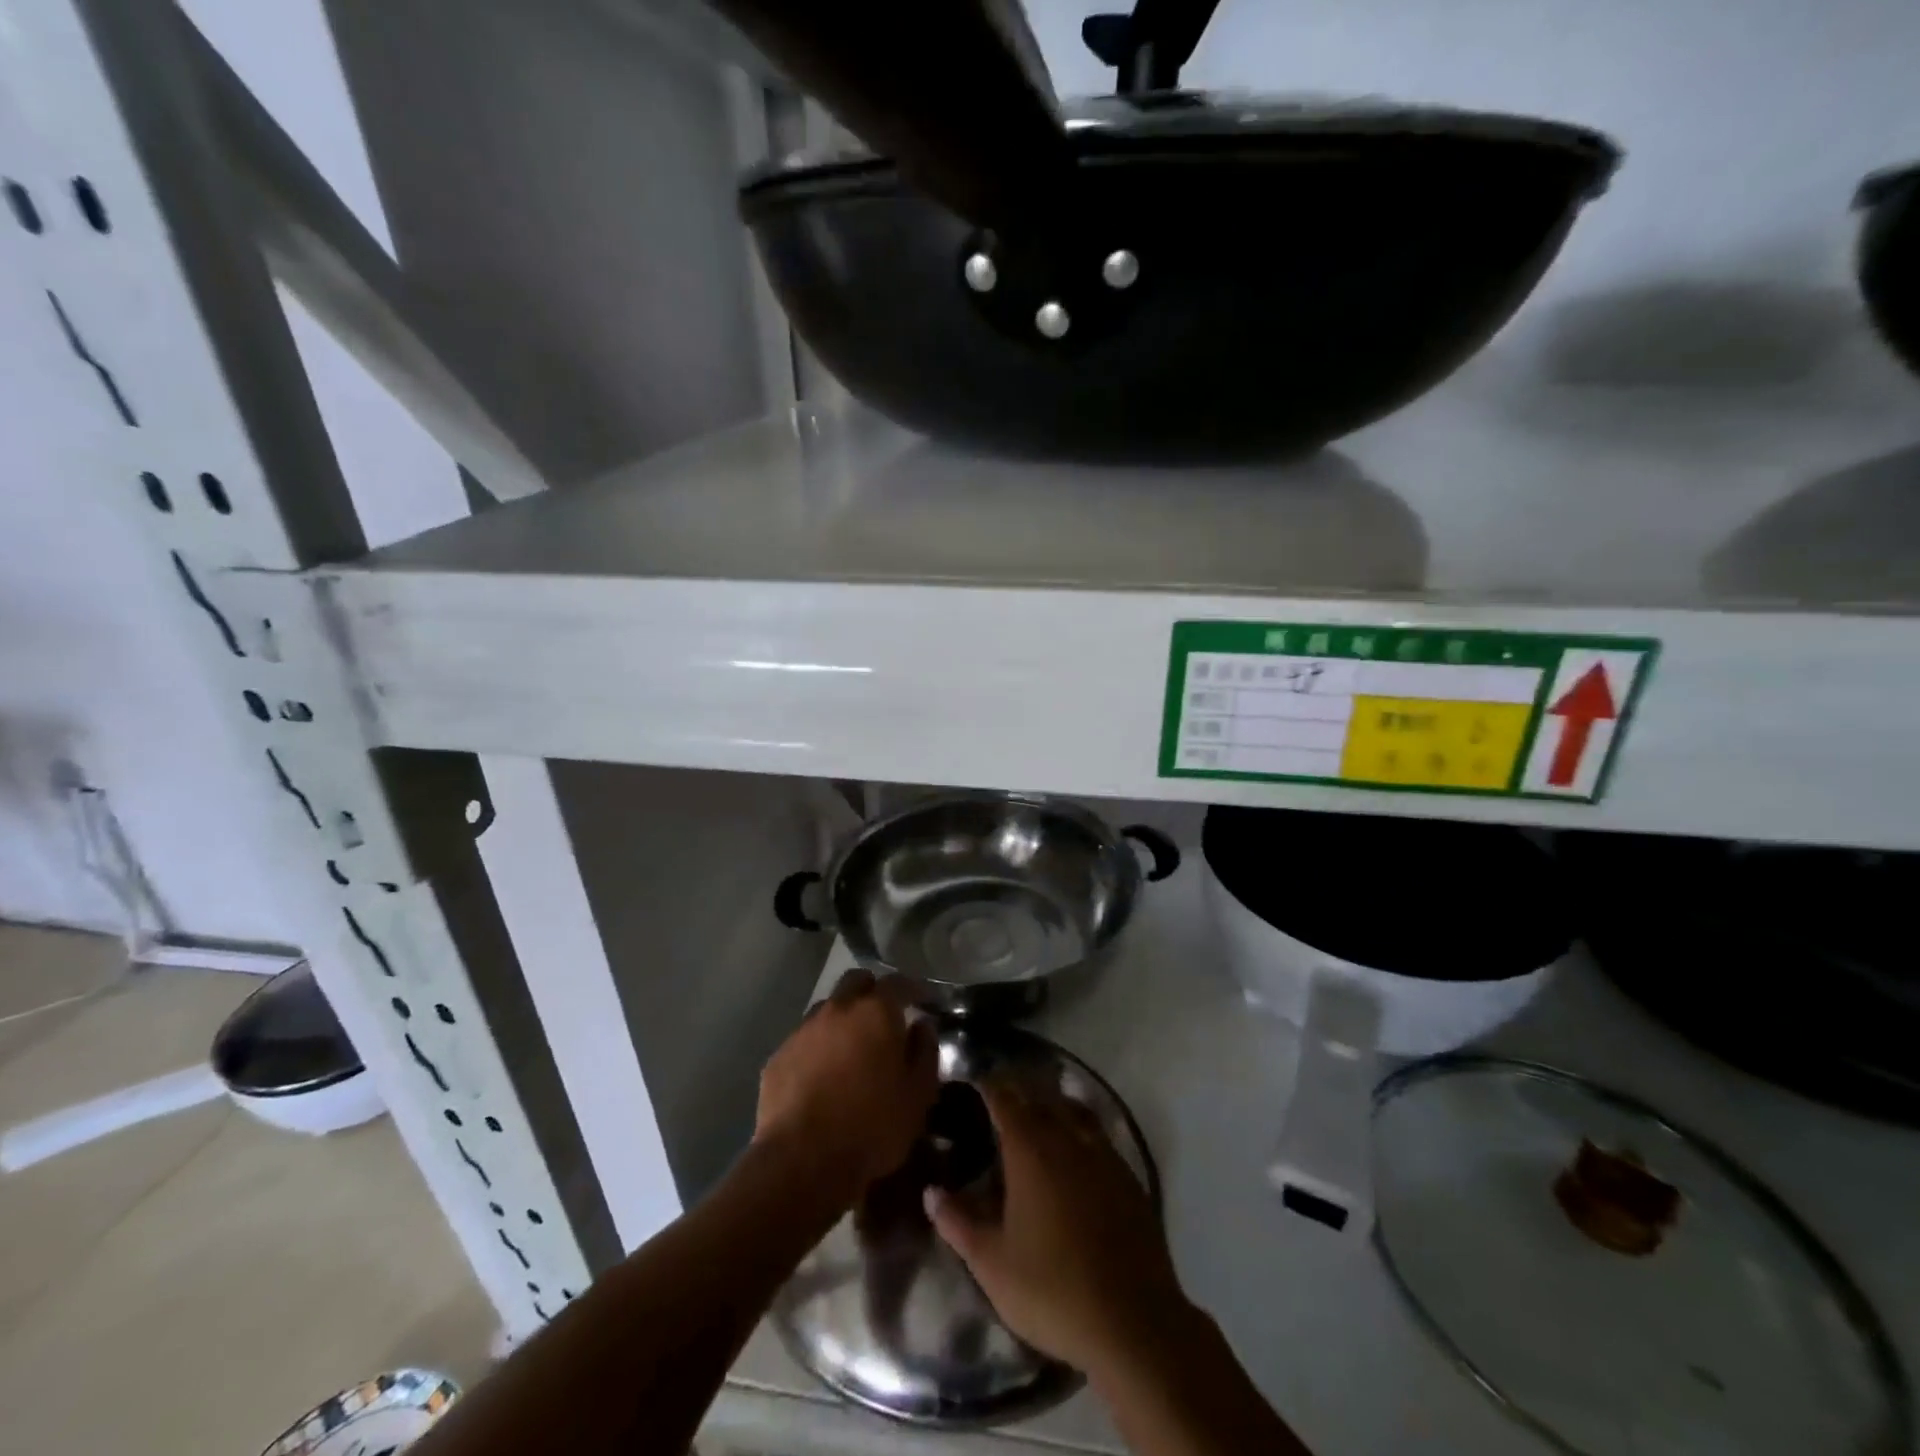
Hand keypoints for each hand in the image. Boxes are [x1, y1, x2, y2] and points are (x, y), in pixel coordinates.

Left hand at [754, 969, 937, 1203]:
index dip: (914, 988)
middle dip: (873, 991)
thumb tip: (921, 1027)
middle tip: (885, 1016)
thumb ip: (924, 1052)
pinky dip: (818, 1047)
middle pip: (856, 982)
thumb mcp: (918, 1095)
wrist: (802, 1162)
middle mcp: (838, 1009)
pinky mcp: (778, 1057)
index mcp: (875, 1012)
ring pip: (828, 1009)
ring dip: (843, 1019)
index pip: (898, 982)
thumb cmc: (872, 1126)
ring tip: (852, 1048)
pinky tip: (823, 1075)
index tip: (924, 999)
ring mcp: (803, 1030)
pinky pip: (804, 1040)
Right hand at [925, 1077, 1192, 1378]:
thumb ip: (958, 1223)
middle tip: (999, 1100)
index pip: (1004, 1098)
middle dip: (1018, 1092)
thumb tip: (931, 1192)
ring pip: (1072, 1111)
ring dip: (1051, 1105)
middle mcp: (1066, 1138)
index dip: (988, 1087)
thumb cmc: (1052, 1290)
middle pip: (1039, 1098)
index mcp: (1030, 1149)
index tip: (973, 1084)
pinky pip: (1098, 1134)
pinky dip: (1080, 1128)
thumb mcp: (992, 1264)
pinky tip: (1075, 1151)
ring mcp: (1102, 1154)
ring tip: (1037, 1115)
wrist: (1133, 1322)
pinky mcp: (1128, 1176)